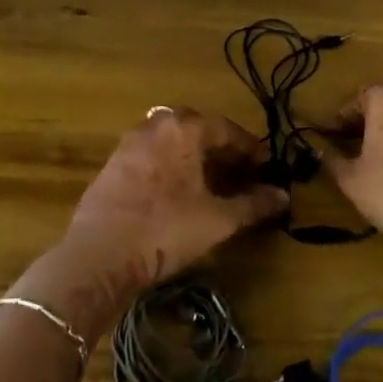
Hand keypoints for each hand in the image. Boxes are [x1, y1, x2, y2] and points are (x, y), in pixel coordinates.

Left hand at [18, 108, 287, 344]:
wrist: (99, 256)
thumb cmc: (166, 230)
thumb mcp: (218, 220)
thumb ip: (253, 204)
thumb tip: (283, 195)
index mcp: (182, 129)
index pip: (225, 128)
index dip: (249, 147)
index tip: (265, 164)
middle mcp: (154, 126)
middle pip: (195, 127)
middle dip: (219, 146)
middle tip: (238, 170)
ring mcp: (128, 144)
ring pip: (169, 139)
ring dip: (191, 153)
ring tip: (209, 180)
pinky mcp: (111, 165)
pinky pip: (150, 154)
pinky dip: (168, 164)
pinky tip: (175, 191)